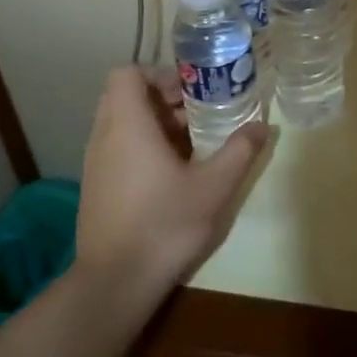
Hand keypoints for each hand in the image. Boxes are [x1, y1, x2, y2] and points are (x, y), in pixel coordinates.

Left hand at [74, 68, 266, 310]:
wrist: (115, 282)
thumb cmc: (164, 224)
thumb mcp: (213, 187)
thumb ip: (238, 152)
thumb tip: (261, 127)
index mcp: (127, 124)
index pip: (127, 74)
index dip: (158, 74)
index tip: (189, 91)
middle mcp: (104, 136)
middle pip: (125, 97)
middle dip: (162, 99)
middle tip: (198, 115)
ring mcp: (95, 163)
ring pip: (121, 124)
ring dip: (154, 125)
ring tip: (192, 145)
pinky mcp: (95, 187)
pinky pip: (117, 148)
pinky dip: (141, 147)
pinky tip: (172, 175)